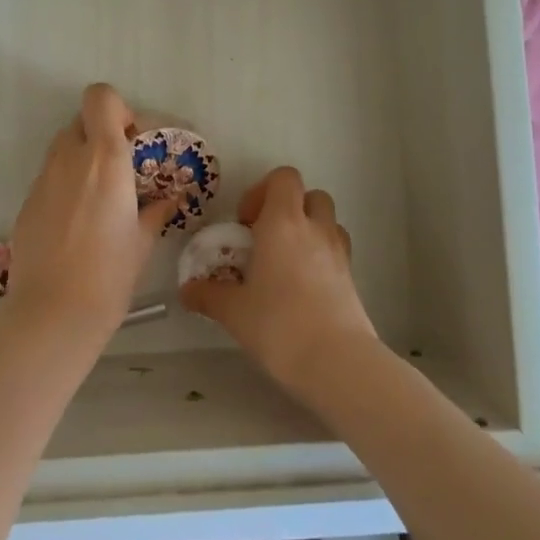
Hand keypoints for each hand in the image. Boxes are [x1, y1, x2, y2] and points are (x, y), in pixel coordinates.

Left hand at [1, 83, 179, 351]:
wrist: (53, 314)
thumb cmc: (109, 274)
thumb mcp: (142, 241)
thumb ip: (155, 210)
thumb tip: (168, 200)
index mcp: (105, 158)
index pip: (100, 97)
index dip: (116, 109)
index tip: (131, 139)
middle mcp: (70, 158)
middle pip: (81, 120)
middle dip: (101, 135)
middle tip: (120, 169)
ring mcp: (43, 179)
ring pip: (63, 148)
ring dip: (82, 158)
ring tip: (99, 198)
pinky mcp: (26, 202)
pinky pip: (50, 177)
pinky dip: (65, 185)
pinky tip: (76, 223)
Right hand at [180, 165, 379, 401]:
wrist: (336, 362)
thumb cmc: (278, 324)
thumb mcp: (234, 311)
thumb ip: (208, 295)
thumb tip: (187, 291)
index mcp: (283, 222)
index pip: (283, 177)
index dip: (263, 190)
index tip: (246, 222)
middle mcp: (314, 228)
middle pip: (309, 194)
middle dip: (288, 208)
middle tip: (266, 237)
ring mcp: (338, 251)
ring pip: (327, 220)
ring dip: (309, 229)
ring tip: (287, 260)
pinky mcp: (352, 277)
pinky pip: (337, 249)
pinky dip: (322, 255)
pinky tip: (303, 285)